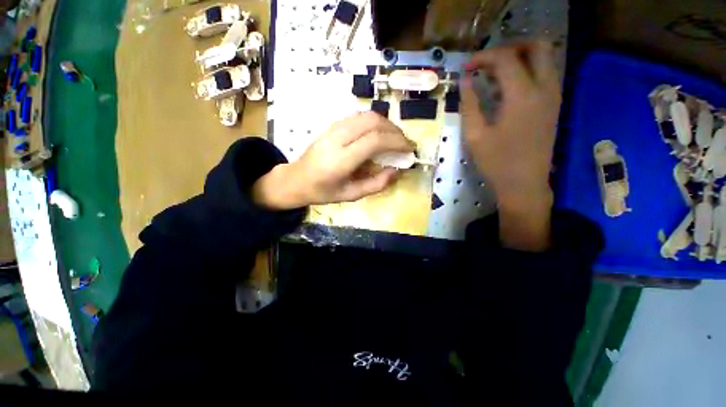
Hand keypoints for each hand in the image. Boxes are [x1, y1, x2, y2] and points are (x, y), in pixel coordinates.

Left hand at [253, 112, 414, 209]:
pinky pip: (358, 117)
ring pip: (366, 115)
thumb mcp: (351, 195)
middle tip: (404, 143)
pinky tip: (378, 134)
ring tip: (394, 138)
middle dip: (394, 130)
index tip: (410, 148)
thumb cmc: (323, 191)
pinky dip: (374, 122)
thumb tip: (397, 170)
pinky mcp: (332, 125)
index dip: (397, 141)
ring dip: (385, 124)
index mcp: (341, 160)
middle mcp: (337, 139)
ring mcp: (333, 128)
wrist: (296, 179)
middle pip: (372, 122)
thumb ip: (376, 184)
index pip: (375, 141)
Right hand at [461, 41, 559, 249]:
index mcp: (522, 96)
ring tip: (495, 74)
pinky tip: (508, 89)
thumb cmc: (496, 162)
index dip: (483, 57)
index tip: (466, 68)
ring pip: (545, 58)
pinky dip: (527, 71)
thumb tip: (465, 80)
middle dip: (509, 47)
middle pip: (536, 46)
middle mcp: (544, 88)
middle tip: (487, 63)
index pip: (506, 58)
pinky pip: (546, 74)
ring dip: (520, 58)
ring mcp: (554, 96)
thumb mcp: (474, 135)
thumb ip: (469, 104)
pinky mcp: (554, 105)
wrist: (524, 184)